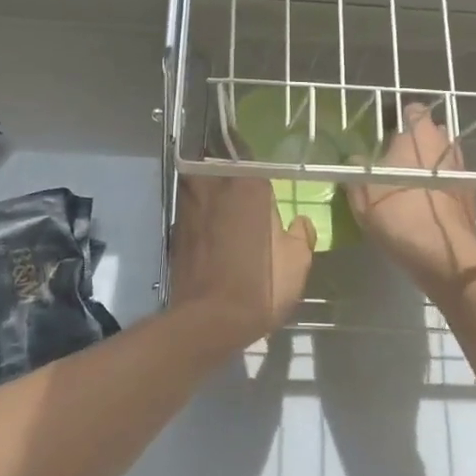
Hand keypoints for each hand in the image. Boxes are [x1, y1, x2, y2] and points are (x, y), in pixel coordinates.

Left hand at [169, 175, 315, 345]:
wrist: (209, 320)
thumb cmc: (261, 285)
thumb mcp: (297, 262)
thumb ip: (300, 234)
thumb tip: (299, 222)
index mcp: (248, 185)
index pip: (250, 154)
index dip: (254, 158)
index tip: (260, 169)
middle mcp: (214, 186)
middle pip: (217, 163)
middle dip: (226, 167)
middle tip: (240, 181)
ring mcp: (189, 206)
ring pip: (198, 182)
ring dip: (209, 187)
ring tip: (224, 201)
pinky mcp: (175, 229)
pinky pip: (190, 209)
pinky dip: (198, 213)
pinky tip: (209, 228)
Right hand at [346, 104, 475, 297]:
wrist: (444, 254)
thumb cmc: (399, 213)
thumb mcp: (361, 191)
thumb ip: (355, 168)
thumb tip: (355, 159)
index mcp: (417, 134)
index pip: (411, 110)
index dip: (396, 117)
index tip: (382, 132)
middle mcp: (443, 144)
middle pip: (429, 131)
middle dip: (413, 139)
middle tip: (392, 156)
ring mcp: (461, 168)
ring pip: (441, 155)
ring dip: (427, 162)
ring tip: (407, 179)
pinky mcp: (469, 193)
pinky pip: (449, 178)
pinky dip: (438, 183)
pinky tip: (424, 199)